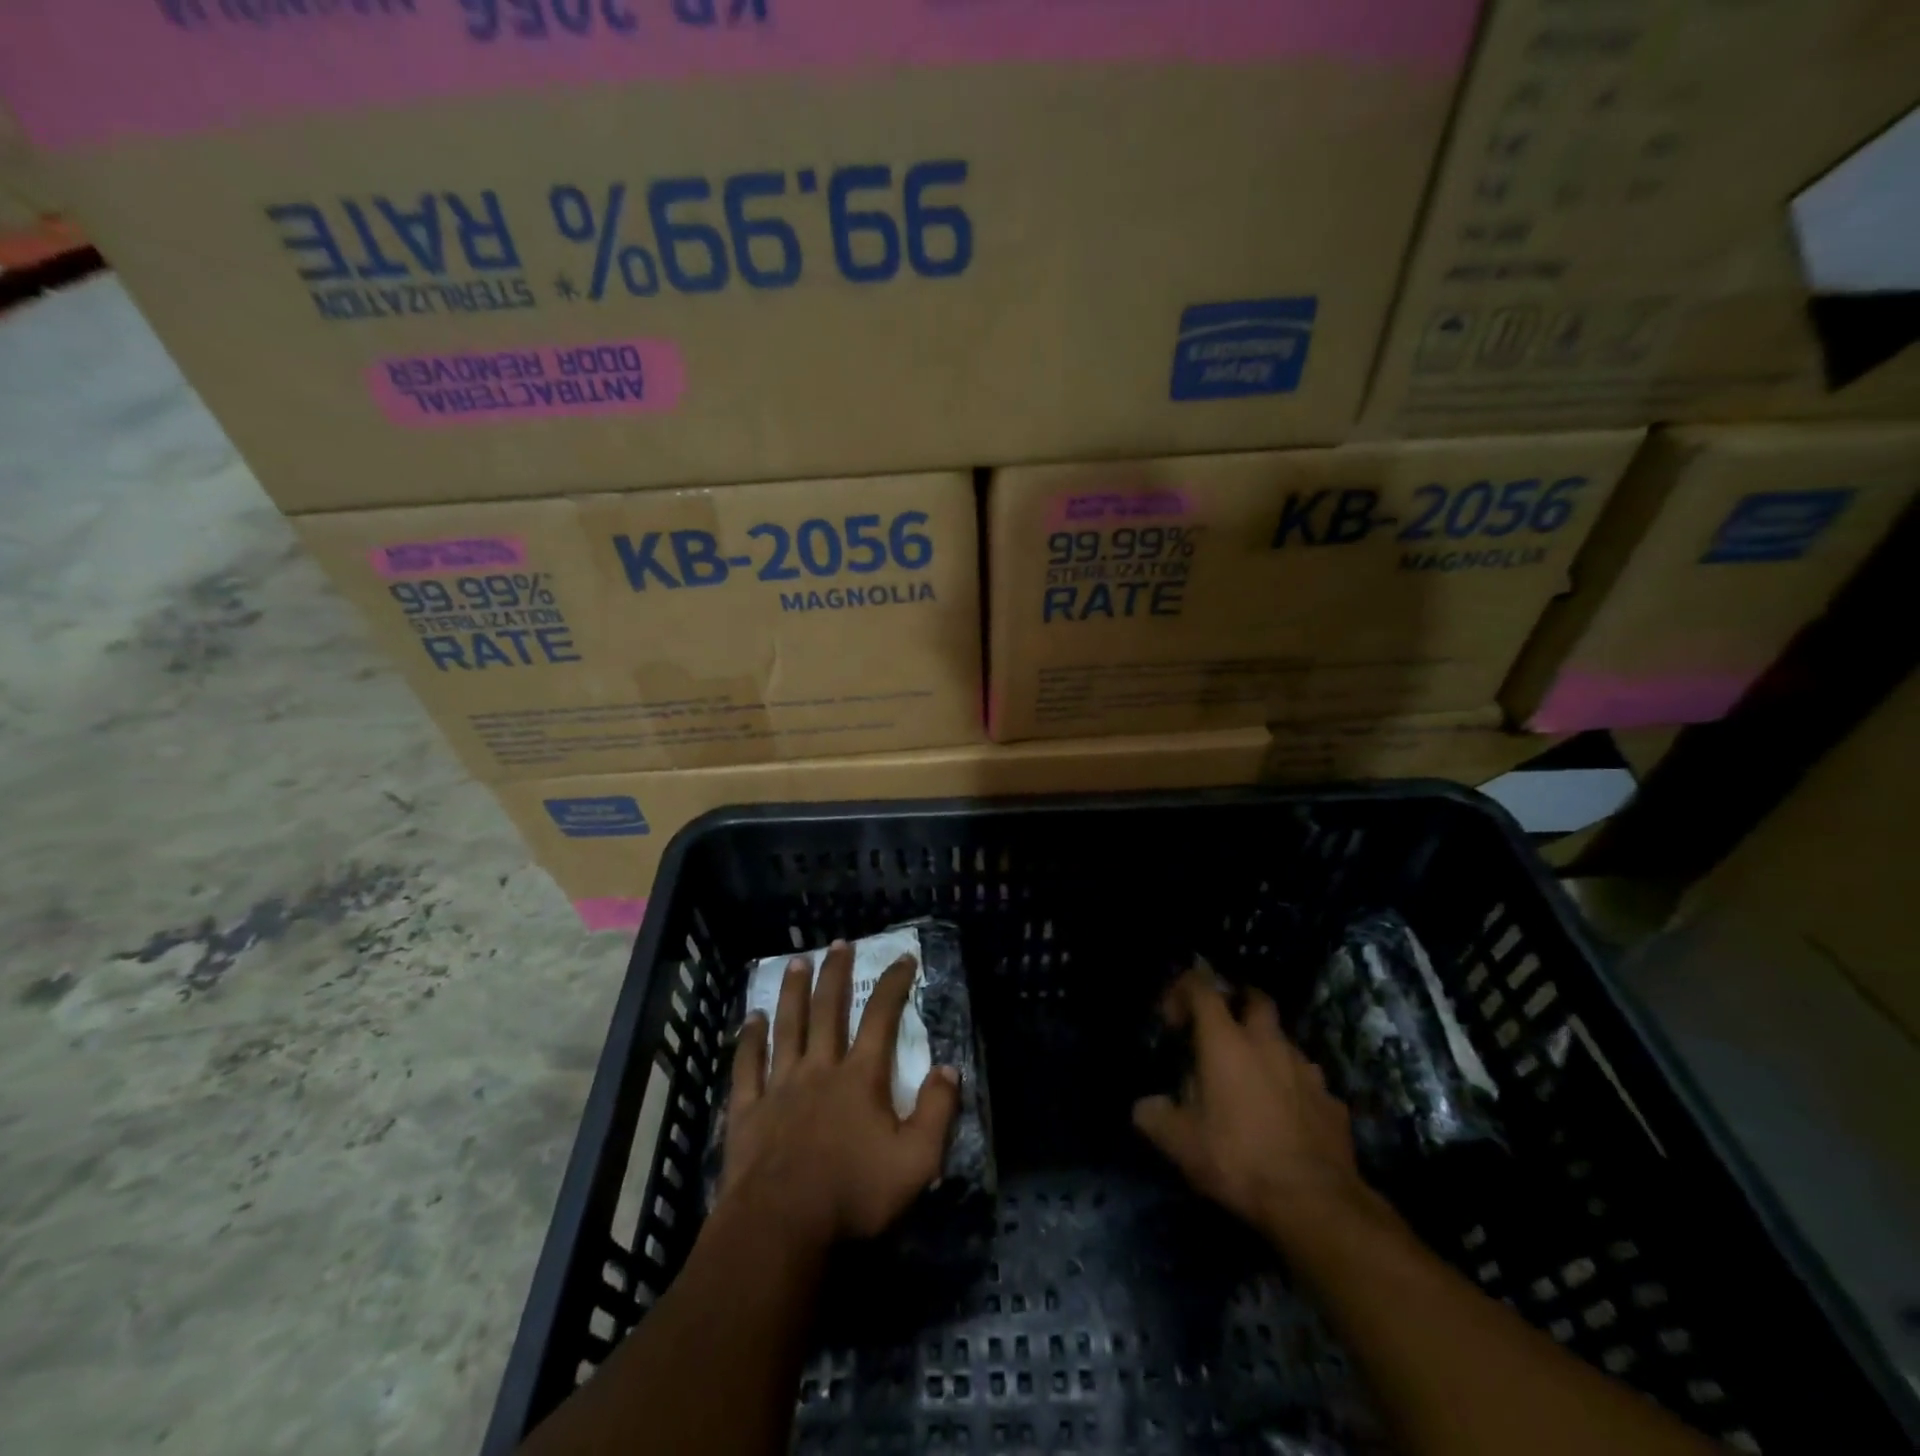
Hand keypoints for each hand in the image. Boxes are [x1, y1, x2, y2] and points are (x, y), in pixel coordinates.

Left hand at [720, 940, 960, 1252]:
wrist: (781, 1229)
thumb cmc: (852, 1195)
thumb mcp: (916, 1161)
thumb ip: (937, 1111)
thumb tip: (949, 1068)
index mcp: (860, 1077)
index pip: (882, 1017)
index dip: (895, 984)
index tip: (904, 957)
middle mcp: (820, 1068)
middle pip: (828, 1009)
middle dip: (836, 973)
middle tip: (840, 943)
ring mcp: (780, 1086)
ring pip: (787, 1026)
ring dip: (792, 992)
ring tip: (796, 962)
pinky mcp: (748, 1110)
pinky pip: (747, 1066)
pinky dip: (748, 1039)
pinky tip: (750, 1019)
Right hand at [1133, 969, 1383, 1242]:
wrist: (1316, 1204)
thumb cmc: (1238, 1159)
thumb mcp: (1179, 1143)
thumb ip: (1154, 1116)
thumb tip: (1145, 1106)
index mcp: (1225, 1041)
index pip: (1202, 987)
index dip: (1182, 990)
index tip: (1173, 1020)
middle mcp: (1267, 1043)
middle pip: (1255, 998)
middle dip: (1236, 1003)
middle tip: (1219, 1031)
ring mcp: (1306, 1070)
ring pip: (1283, 1040)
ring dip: (1265, 1049)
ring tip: (1251, 1082)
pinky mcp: (1332, 1101)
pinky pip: (1307, 1081)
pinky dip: (1292, 1088)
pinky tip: (1284, 1117)